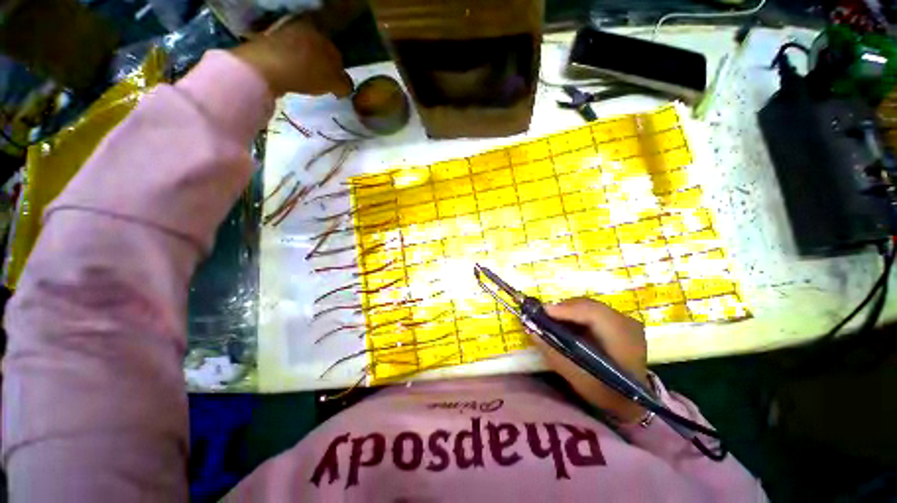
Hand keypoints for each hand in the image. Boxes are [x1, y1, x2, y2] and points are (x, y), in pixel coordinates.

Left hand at [230, 19, 353, 97]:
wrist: (267, 67)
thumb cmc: (307, 72)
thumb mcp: (335, 83)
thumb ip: (345, 84)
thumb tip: (346, 86)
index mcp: (322, 33)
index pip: (337, 54)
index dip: (339, 72)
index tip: (337, 87)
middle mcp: (304, 27)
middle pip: (318, 50)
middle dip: (322, 66)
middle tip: (322, 85)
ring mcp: (284, 32)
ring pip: (302, 51)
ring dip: (306, 65)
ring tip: (306, 82)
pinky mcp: (267, 41)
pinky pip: (286, 54)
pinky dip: (291, 65)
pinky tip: (291, 77)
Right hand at [535, 297, 648, 422]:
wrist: (632, 400)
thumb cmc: (606, 393)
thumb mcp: (578, 379)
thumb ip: (554, 354)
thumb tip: (532, 331)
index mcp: (624, 340)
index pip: (595, 315)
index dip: (568, 310)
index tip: (544, 311)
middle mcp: (627, 324)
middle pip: (590, 306)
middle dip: (563, 308)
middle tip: (543, 315)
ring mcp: (625, 320)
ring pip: (590, 306)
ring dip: (568, 310)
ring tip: (552, 319)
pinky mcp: (619, 321)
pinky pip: (593, 310)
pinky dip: (576, 313)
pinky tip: (566, 322)